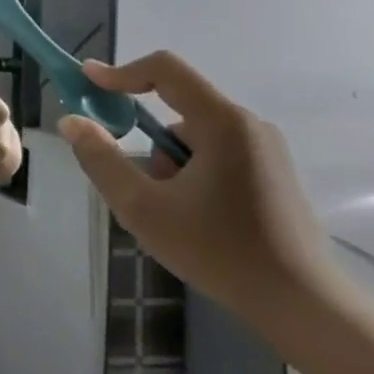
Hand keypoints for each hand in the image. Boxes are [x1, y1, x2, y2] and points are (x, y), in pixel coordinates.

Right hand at [57, 52, 332, 323]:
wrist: (301, 303)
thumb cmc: (217, 249)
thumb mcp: (141, 206)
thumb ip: (100, 159)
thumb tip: (72, 121)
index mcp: (222, 123)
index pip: (165, 70)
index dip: (120, 72)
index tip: (85, 82)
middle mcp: (248, 125)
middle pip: (175, 109)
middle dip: (144, 142)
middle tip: (134, 187)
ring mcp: (265, 149)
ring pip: (192, 137)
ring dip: (167, 164)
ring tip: (168, 214)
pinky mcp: (271, 172)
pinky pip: (213, 154)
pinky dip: (189, 174)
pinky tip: (193, 219)